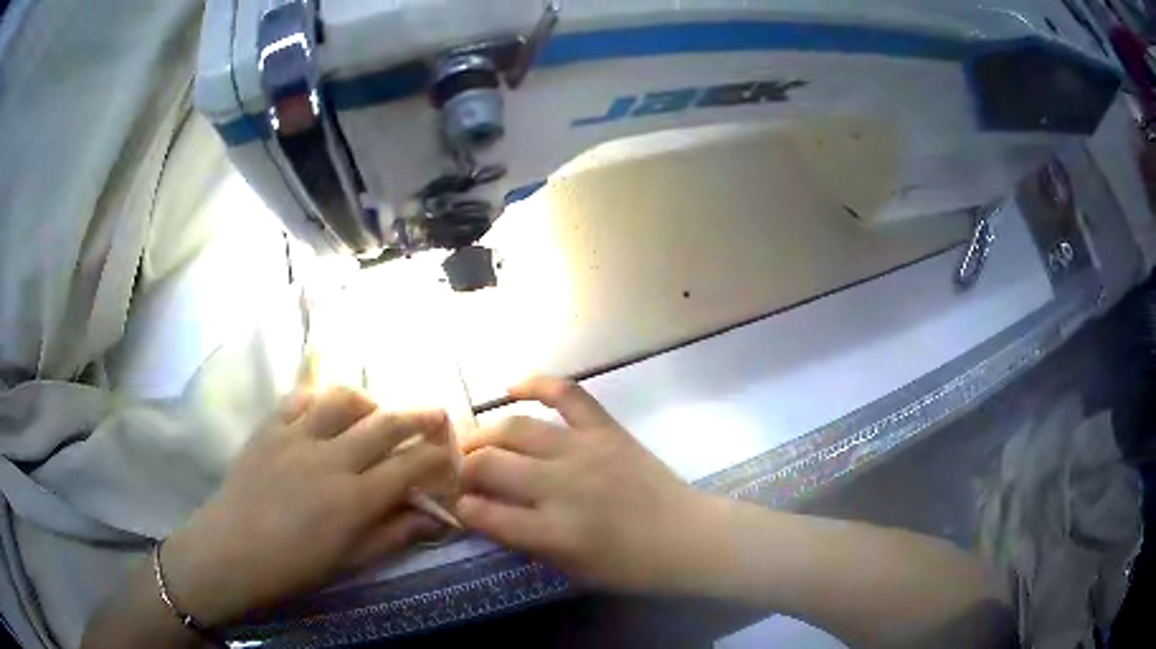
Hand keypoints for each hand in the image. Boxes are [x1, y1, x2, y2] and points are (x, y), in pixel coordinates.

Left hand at [161, 387, 454, 624]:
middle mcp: (330, 459)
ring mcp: (296, 436)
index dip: (437, 457)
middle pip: (385, 424)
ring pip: (344, 399)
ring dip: (369, 401)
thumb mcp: (351, 560)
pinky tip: (327, 410)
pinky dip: (322, 397)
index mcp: (354, 499)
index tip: (451, 454)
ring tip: (376, 412)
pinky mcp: (269, 426)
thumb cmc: (295, 567)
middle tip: (437, 413)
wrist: (231, 551)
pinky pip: (301, 397)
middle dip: (419, 416)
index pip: (410, 466)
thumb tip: (434, 517)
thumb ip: (395, 534)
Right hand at [457, 377, 715, 592]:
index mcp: (552, 532)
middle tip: (461, 473)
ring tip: (474, 441)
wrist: (687, 538)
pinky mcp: (606, 430)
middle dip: (465, 469)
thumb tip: (486, 512)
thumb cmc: (630, 566)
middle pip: (490, 466)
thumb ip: (525, 541)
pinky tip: (509, 385)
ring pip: (515, 429)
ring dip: (485, 434)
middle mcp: (560, 487)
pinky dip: (536, 383)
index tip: (458, 504)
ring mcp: (583, 451)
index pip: (484, 514)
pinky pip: (566, 395)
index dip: (463, 508)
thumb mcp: (570, 569)